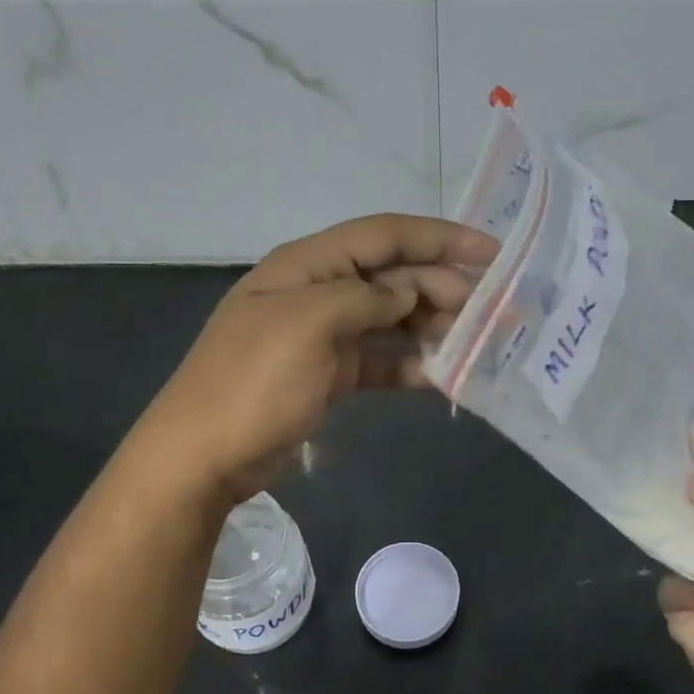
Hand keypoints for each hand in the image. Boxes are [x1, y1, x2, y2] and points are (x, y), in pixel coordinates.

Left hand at [127, 214, 497, 504]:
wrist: (201, 458)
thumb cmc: (251, 383)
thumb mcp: (307, 326)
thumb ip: (364, 298)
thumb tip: (407, 293)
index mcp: (306, 265)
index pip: (383, 235)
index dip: (439, 238)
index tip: (491, 252)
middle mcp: (318, 292)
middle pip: (392, 277)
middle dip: (443, 287)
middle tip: (493, 309)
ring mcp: (323, 336)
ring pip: (391, 319)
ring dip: (433, 327)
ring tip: (478, 341)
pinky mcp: (329, 376)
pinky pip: (380, 361)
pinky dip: (410, 366)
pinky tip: (443, 376)